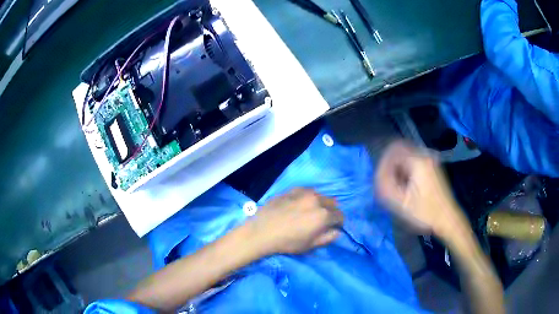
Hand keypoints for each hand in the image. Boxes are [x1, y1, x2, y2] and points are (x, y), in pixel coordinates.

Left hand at [250, 188, 343, 254]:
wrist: (262, 230)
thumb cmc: (287, 242)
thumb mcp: (310, 245)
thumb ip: (328, 238)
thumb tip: (338, 231)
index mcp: (324, 215)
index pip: (340, 215)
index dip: (338, 223)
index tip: (332, 227)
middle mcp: (317, 200)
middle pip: (333, 203)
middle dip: (331, 211)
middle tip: (322, 220)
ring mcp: (304, 192)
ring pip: (320, 195)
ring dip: (320, 203)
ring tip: (310, 211)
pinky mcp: (293, 189)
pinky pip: (307, 191)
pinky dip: (308, 197)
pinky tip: (299, 204)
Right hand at [375, 141, 467, 240]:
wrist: (447, 219)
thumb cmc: (425, 213)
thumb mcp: (401, 202)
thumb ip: (385, 185)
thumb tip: (377, 174)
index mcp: (418, 161)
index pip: (393, 150)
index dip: (383, 163)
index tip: (381, 180)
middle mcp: (425, 155)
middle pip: (399, 151)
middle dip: (390, 166)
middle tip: (388, 185)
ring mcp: (431, 159)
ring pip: (406, 156)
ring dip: (398, 169)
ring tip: (397, 188)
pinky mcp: (433, 166)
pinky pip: (414, 161)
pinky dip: (406, 171)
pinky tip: (407, 187)